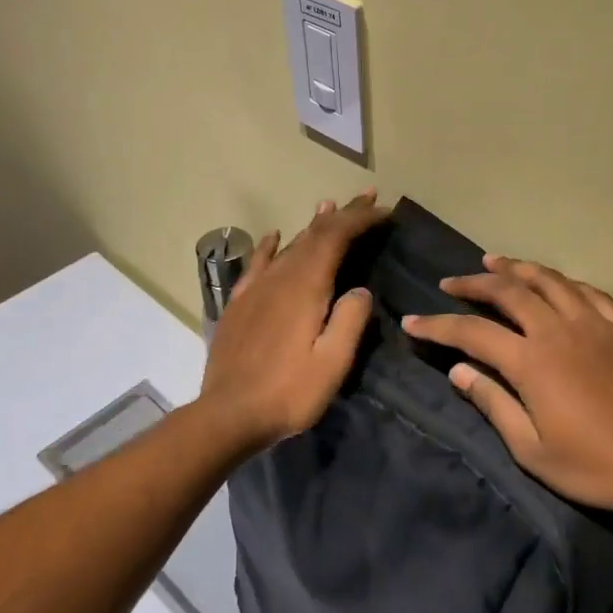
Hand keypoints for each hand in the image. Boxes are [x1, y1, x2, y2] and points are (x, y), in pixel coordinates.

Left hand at [200, 190, 386, 447]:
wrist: (227, 415)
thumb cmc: (288, 392)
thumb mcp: (333, 362)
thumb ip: (350, 320)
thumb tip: (360, 289)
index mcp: (306, 287)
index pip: (336, 238)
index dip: (361, 220)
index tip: (384, 211)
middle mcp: (280, 277)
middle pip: (315, 235)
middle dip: (344, 214)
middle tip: (368, 196)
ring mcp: (256, 288)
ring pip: (289, 244)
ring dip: (313, 225)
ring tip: (330, 206)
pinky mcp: (239, 304)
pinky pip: (258, 263)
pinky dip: (271, 245)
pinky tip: (275, 236)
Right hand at [401, 256, 612, 522]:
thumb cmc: (593, 465)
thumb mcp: (531, 449)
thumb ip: (493, 403)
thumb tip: (459, 371)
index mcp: (532, 361)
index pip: (473, 332)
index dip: (438, 325)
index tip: (413, 321)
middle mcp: (559, 330)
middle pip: (509, 292)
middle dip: (474, 284)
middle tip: (451, 281)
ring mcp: (594, 324)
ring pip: (550, 281)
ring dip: (518, 269)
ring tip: (495, 262)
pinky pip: (590, 292)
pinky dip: (566, 282)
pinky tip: (557, 282)